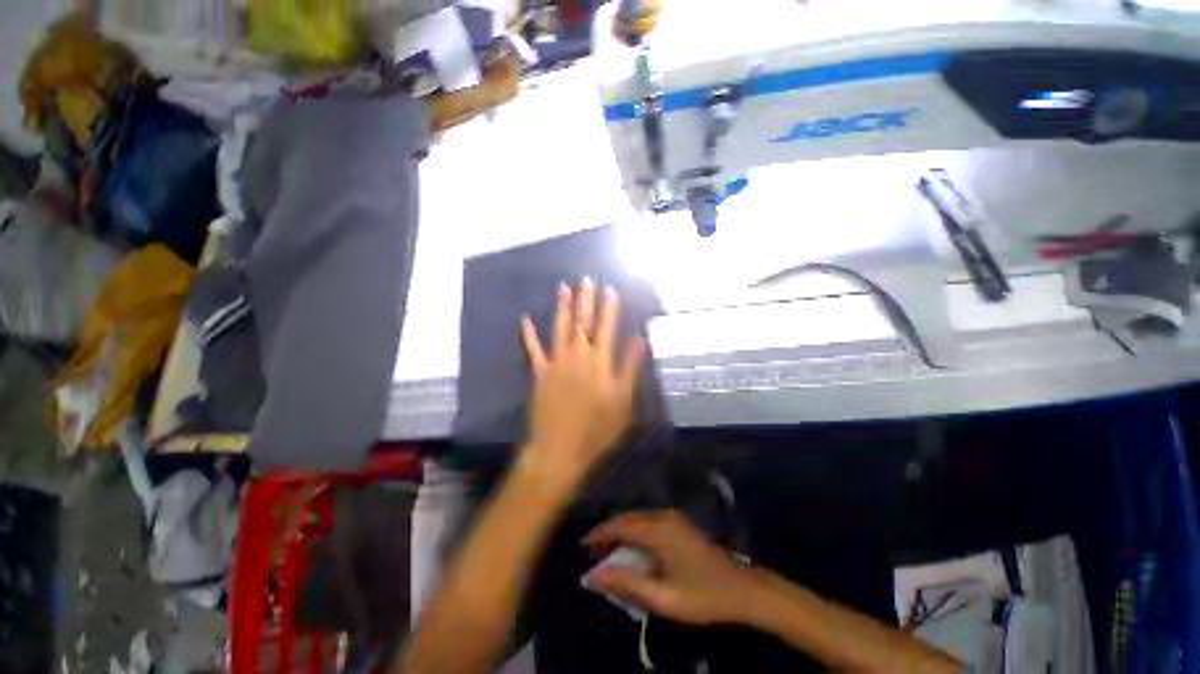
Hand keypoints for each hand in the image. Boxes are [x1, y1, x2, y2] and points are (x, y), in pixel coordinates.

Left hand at [519, 278, 647, 495]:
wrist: (561, 450)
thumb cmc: (598, 429)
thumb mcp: (623, 401)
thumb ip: (630, 368)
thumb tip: (639, 340)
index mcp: (599, 363)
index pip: (606, 328)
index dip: (609, 308)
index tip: (610, 289)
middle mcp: (577, 357)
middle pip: (582, 323)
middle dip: (584, 300)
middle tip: (585, 279)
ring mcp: (556, 364)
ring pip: (559, 329)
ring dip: (561, 307)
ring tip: (562, 287)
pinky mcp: (539, 374)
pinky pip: (533, 350)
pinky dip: (529, 334)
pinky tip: (525, 319)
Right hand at [582, 510, 758, 625]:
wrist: (745, 591)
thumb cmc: (704, 596)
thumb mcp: (663, 598)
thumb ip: (626, 585)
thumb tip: (592, 576)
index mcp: (660, 530)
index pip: (620, 525)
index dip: (599, 533)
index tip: (582, 546)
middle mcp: (664, 516)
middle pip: (628, 518)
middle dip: (608, 531)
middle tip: (592, 551)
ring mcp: (674, 518)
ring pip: (638, 518)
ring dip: (621, 531)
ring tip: (607, 550)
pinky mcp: (680, 524)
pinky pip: (648, 521)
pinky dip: (634, 531)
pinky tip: (631, 546)